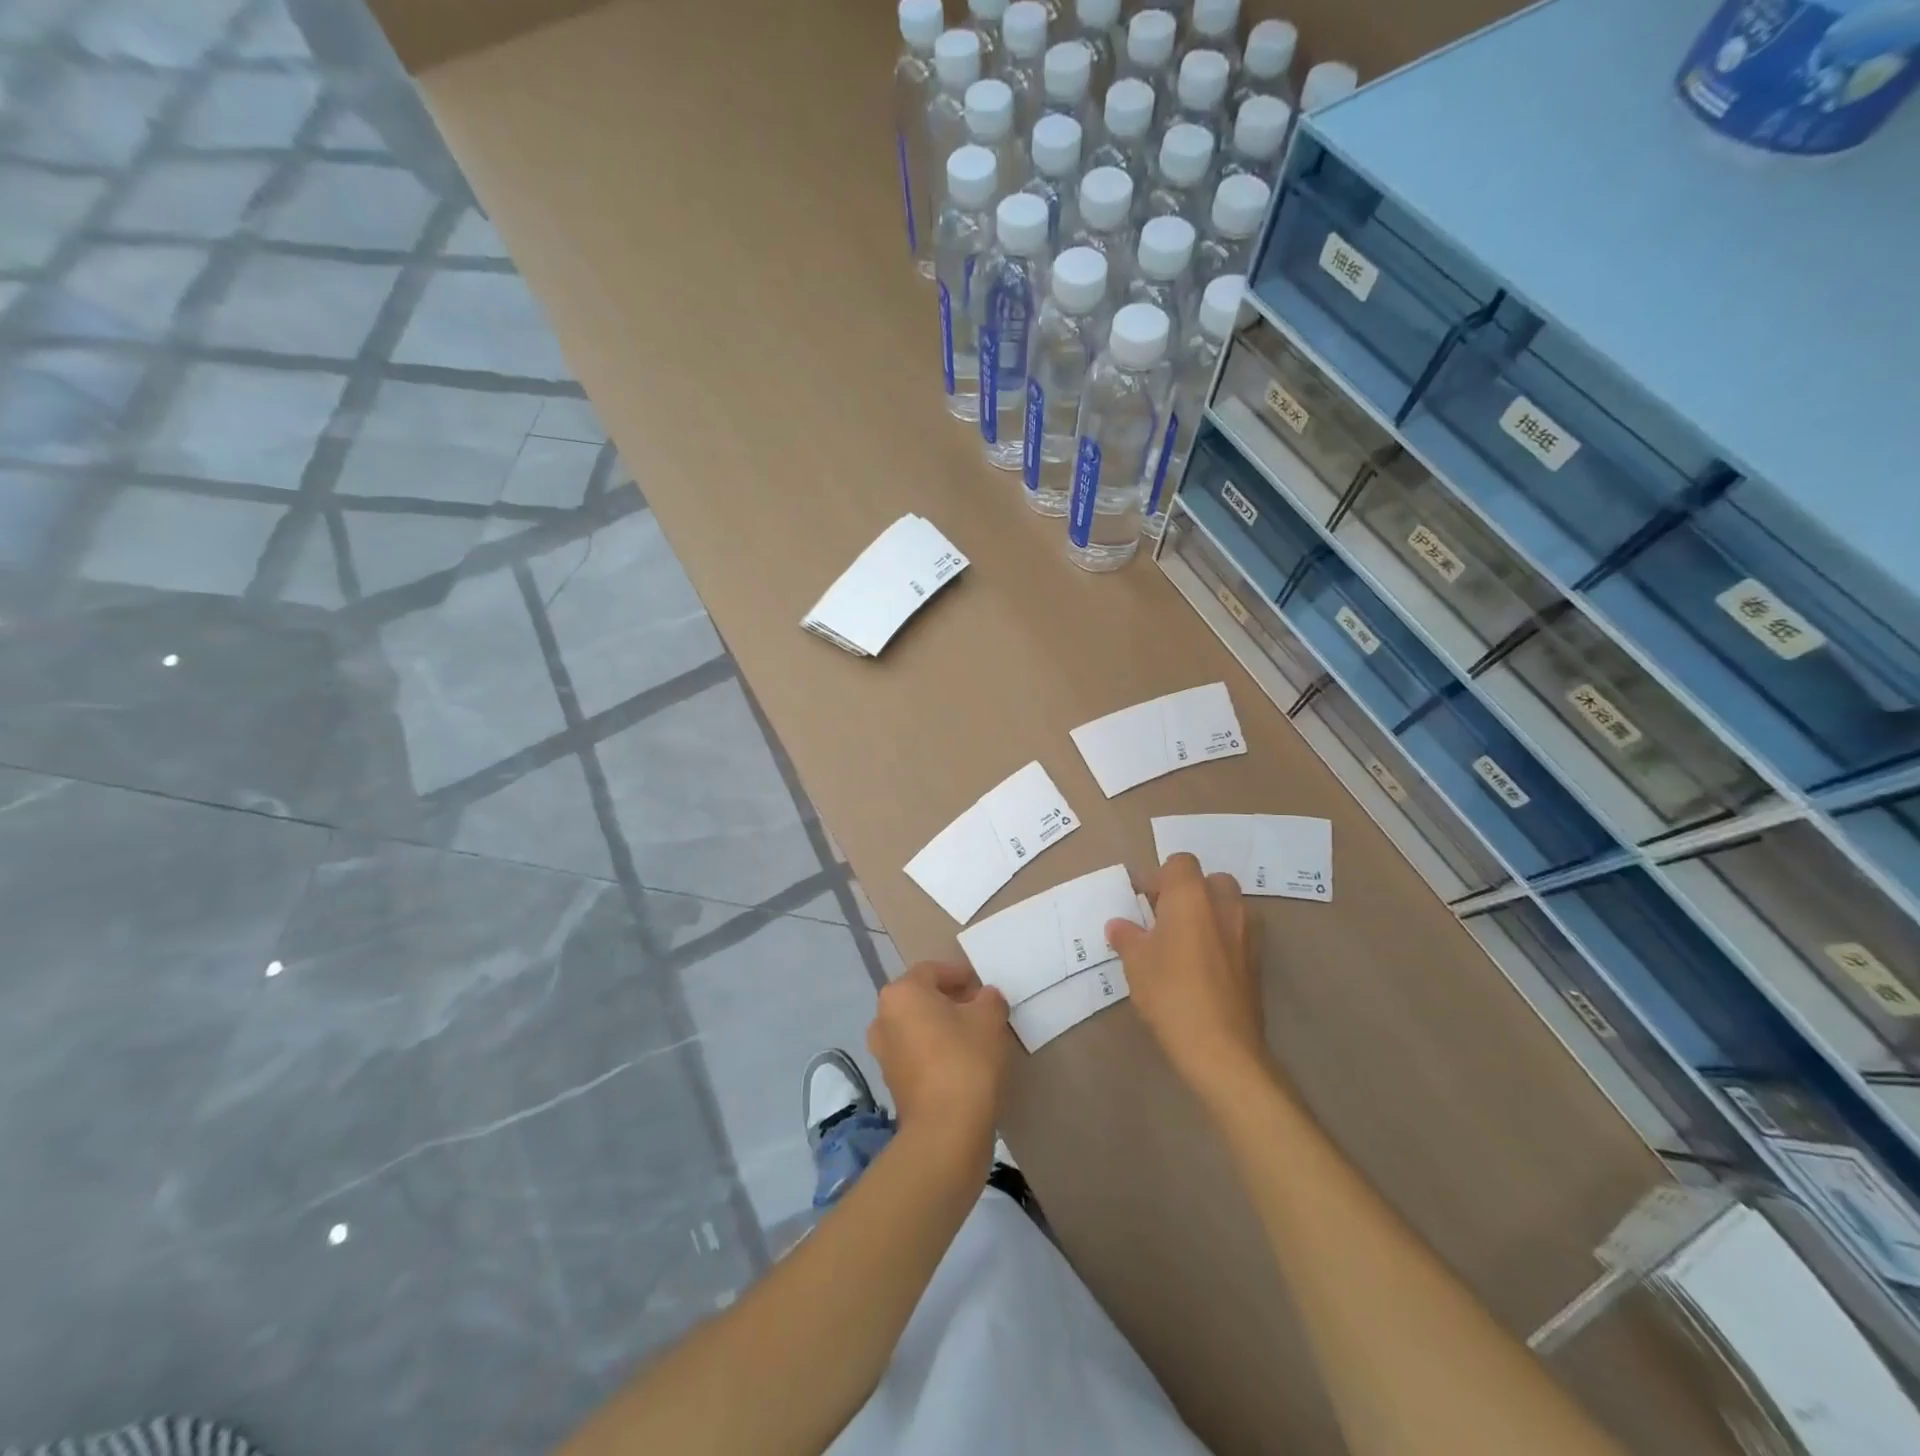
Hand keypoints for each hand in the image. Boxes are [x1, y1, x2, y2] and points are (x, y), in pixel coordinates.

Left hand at [868, 961, 1010, 1145]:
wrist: (946, 1130)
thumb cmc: (966, 1059)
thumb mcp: (989, 1018)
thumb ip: (989, 998)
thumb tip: (984, 998)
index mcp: (902, 993)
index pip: (932, 971)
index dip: (960, 975)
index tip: (982, 986)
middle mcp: (883, 1018)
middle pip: (920, 998)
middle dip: (950, 1000)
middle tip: (980, 1009)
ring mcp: (883, 1053)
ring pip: (917, 1027)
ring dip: (942, 1026)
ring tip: (974, 1036)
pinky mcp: (892, 1082)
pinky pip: (915, 1054)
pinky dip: (935, 1051)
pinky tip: (961, 1062)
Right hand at [1106, 853, 1265, 1106]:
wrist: (1221, 1048)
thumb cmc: (1170, 993)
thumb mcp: (1135, 963)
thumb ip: (1127, 936)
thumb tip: (1119, 926)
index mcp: (1191, 896)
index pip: (1180, 863)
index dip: (1160, 878)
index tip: (1143, 903)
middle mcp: (1224, 905)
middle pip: (1210, 880)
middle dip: (1189, 892)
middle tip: (1164, 919)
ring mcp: (1247, 933)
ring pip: (1228, 907)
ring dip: (1208, 915)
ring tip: (1184, 944)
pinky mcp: (1258, 961)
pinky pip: (1238, 934)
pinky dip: (1222, 940)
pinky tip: (1202, 968)